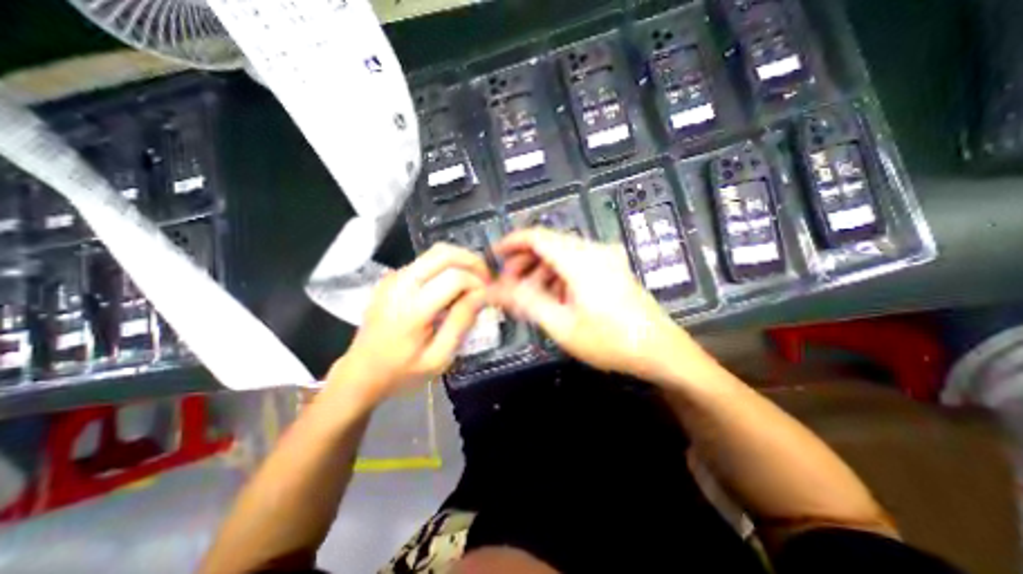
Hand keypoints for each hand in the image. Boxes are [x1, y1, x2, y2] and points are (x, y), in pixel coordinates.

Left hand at [325, 243, 488, 402]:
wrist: (360, 373)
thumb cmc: (401, 372)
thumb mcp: (438, 359)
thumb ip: (461, 323)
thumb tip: (482, 295)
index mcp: (412, 308)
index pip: (455, 277)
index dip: (478, 283)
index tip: (488, 297)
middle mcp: (400, 284)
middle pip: (444, 253)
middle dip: (472, 261)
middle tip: (486, 279)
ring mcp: (393, 278)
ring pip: (435, 252)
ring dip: (460, 262)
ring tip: (474, 281)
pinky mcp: (392, 278)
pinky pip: (426, 261)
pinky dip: (446, 266)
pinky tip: (453, 286)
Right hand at [491, 227, 700, 380]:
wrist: (661, 351)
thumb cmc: (610, 341)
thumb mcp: (562, 325)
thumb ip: (527, 302)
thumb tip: (496, 290)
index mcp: (580, 260)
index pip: (537, 236)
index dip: (512, 242)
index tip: (494, 255)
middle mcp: (593, 251)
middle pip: (548, 244)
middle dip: (524, 262)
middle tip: (509, 286)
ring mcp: (605, 258)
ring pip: (561, 254)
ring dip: (540, 271)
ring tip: (527, 296)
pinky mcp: (611, 268)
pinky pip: (575, 264)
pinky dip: (557, 276)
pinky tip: (551, 297)